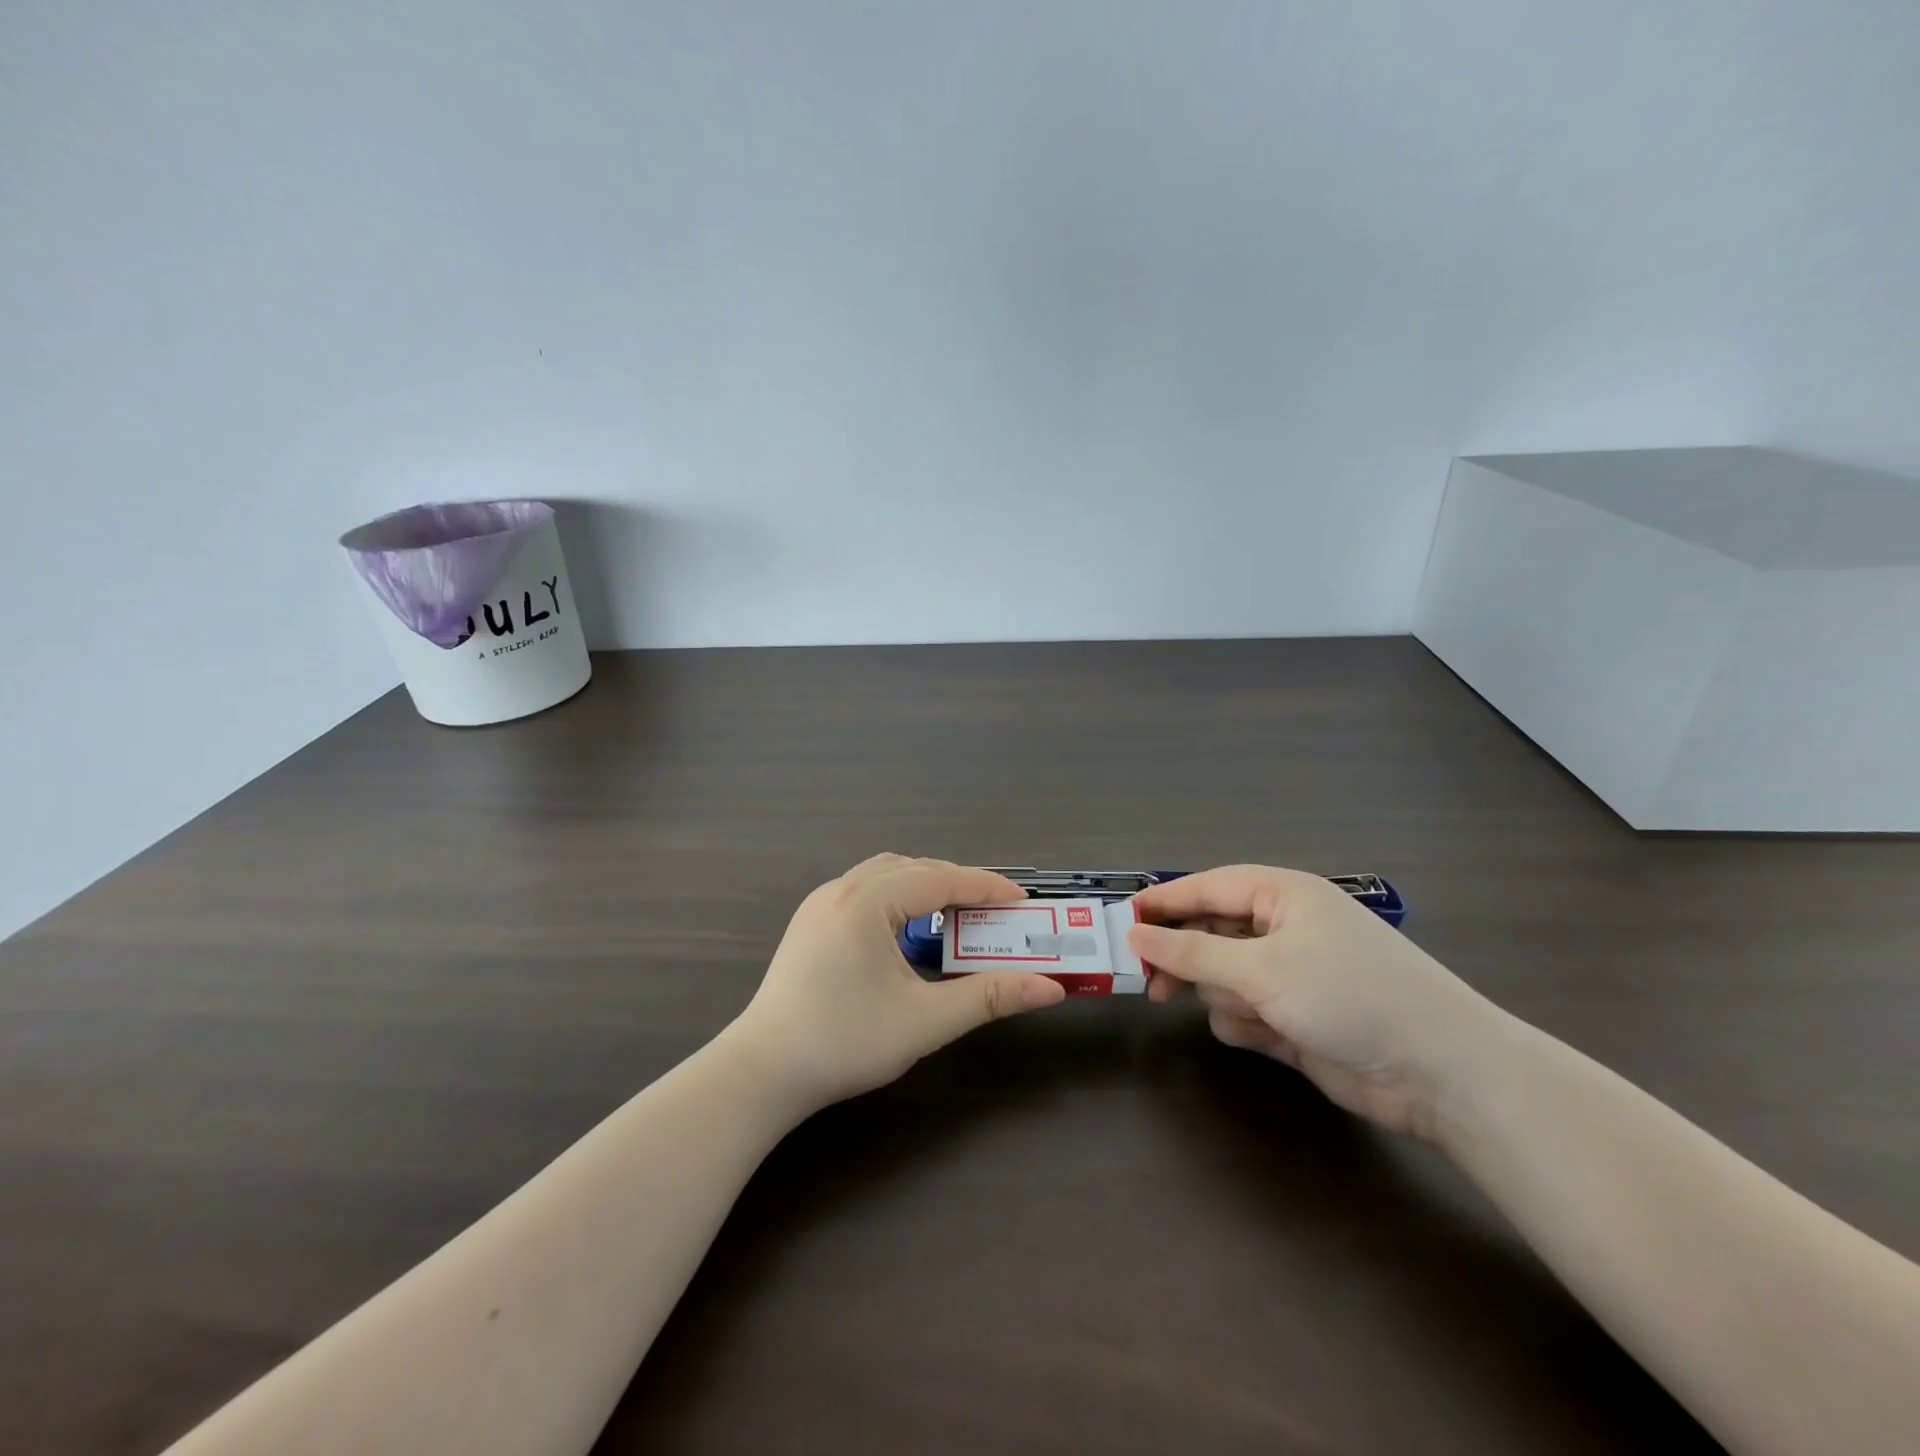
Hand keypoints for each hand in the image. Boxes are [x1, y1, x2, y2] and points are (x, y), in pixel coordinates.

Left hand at [726, 855, 1066, 1111]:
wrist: (762, 1072)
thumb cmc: (845, 1042)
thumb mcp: (925, 1021)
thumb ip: (989, 997)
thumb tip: (1050, 988)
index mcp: (867, 901)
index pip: (940, 879)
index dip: (986, 888)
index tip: (1023, 901)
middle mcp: (842, 889)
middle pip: (914, 868)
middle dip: (959, 883)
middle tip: (996, 910)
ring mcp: (820, 903)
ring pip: (886, 874)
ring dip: (926, 885)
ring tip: (959, 913)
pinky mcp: (811, 922)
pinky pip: (865, 890)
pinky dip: (899, 896)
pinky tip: (910, 928)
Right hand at [1130, 866, 1504, 1138]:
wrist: (1441, 1074)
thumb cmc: (1349, 996)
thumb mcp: (1262, 968)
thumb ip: (1192, 951)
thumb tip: (1137, 933)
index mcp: (1282, 895)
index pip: (1207, 887)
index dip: (1163, 902)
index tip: (1122, 922)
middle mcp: (1284, 929)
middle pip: (1210, 934)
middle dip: (1187, 960)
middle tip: (1151, 986)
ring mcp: (1290, 976)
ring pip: (1222, 978)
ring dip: (1224, 998)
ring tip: (1249, 1016)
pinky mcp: (1295, 1018)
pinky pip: (1243, 1012)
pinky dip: (1247, 1025)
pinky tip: (1271, 1038)